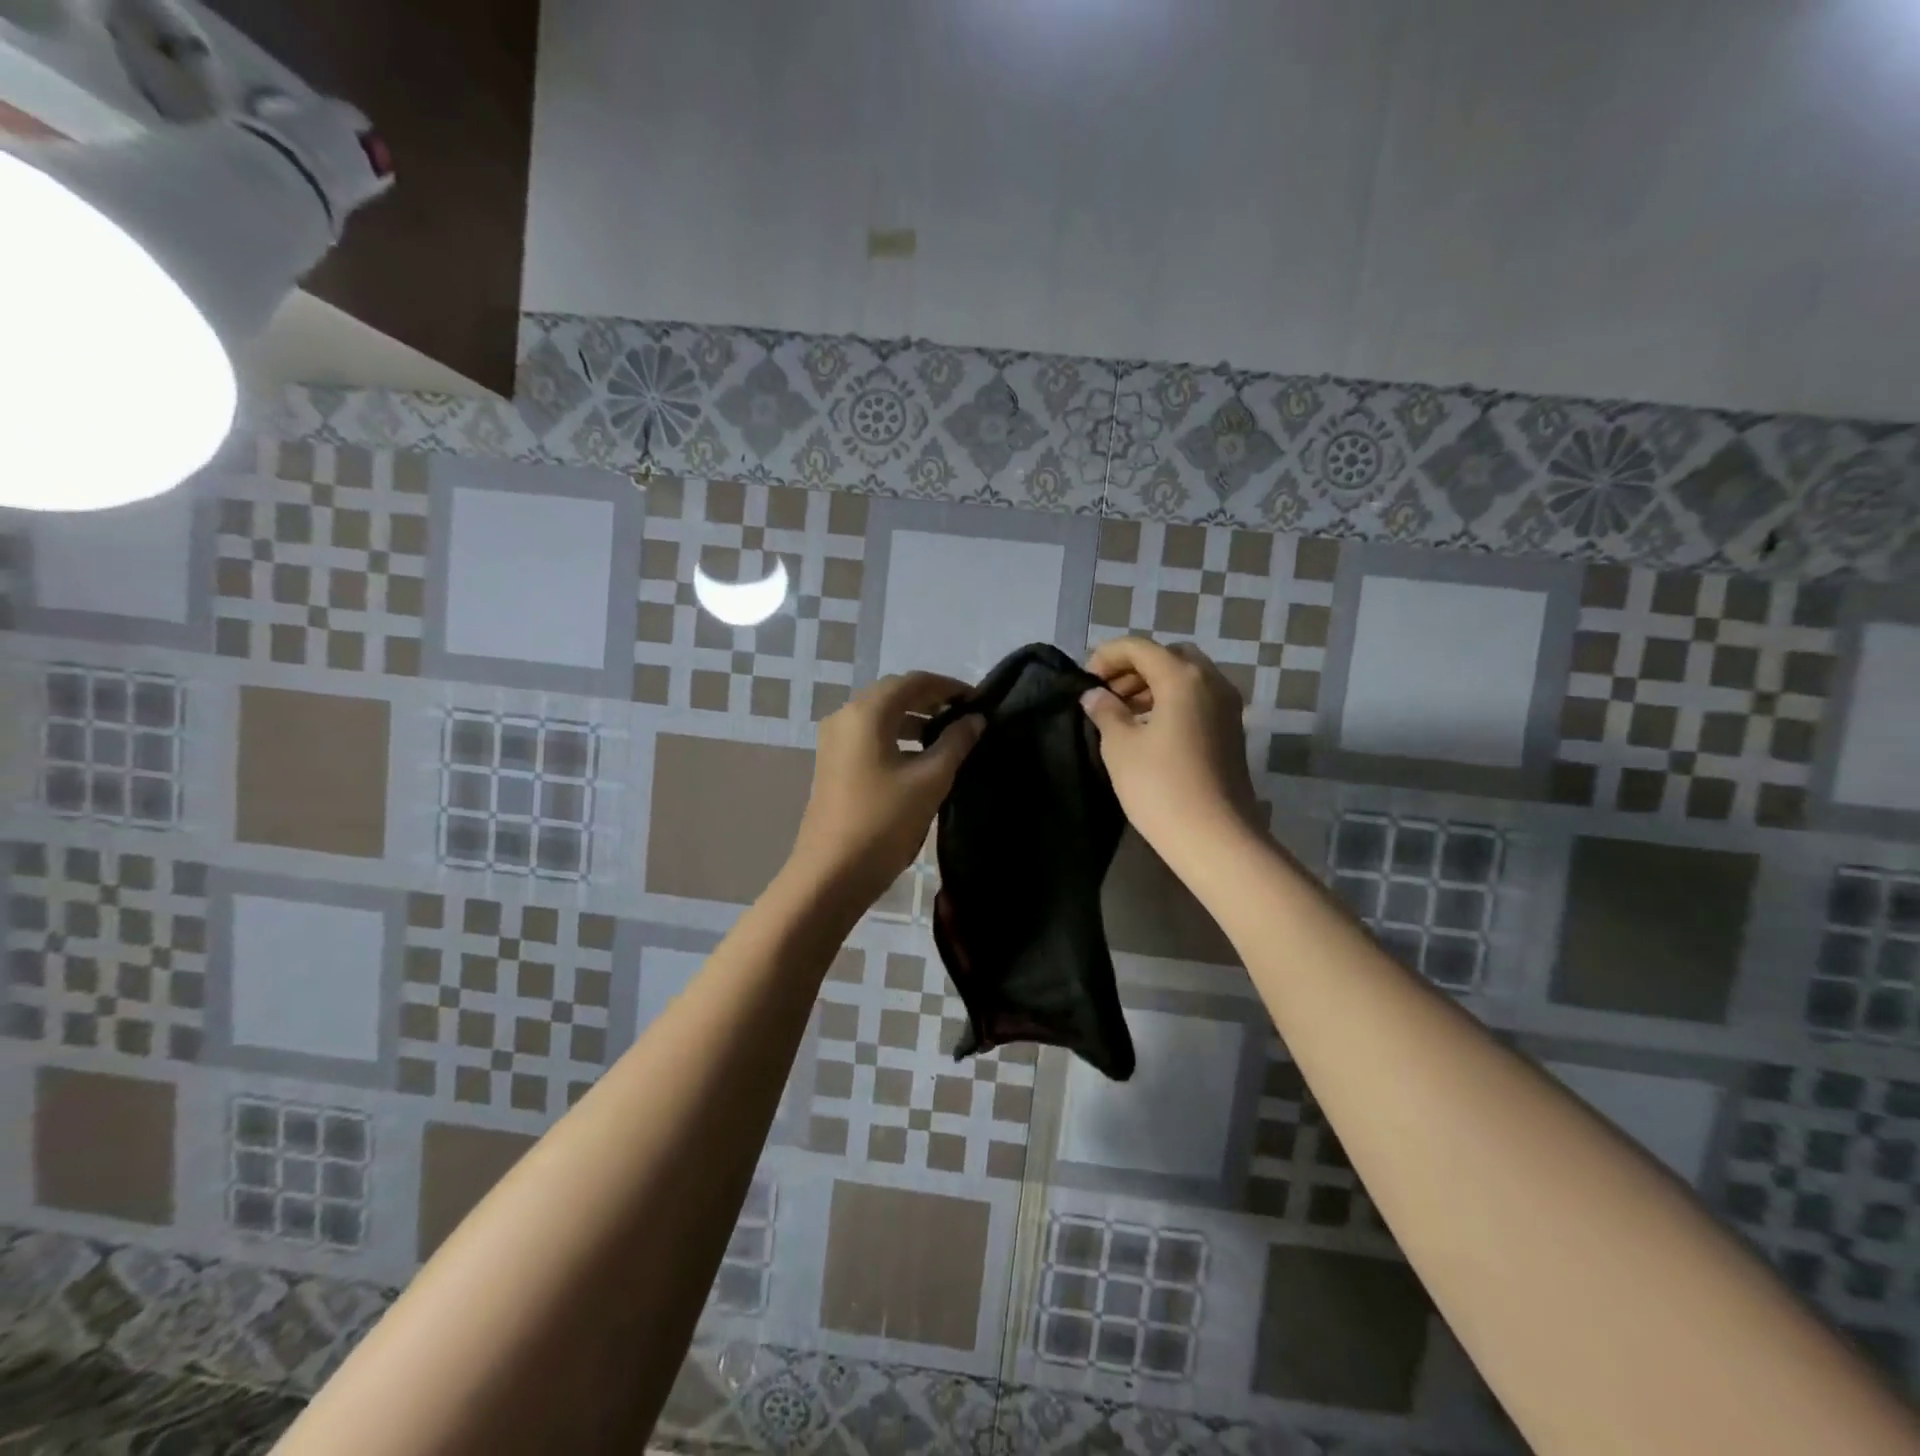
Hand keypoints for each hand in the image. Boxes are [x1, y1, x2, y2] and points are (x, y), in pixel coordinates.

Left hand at [790, 671, 983, 904]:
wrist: (831, 873)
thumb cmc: (884, 822)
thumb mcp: (929, 780)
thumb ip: (956, 743)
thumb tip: (975, 719)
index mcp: (867, 713)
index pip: (914, 682)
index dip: (948, 686)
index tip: (979, 700)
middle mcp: (845, 717)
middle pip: (894, 694)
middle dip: (931, 700)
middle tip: (966, 715)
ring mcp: (835, 741)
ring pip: (881, 715)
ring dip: (914, 719)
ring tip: (948, 735)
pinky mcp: (833, 763)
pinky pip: (870, 735)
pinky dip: (897, 736)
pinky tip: (920, 757)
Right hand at [1080, 637, 1259, 859]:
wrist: (1214, 837)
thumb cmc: (1160, 787)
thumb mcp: (1120, 746)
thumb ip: (1105, 711)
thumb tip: (1095, 695)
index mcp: (1183, 677)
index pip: (1139, 647)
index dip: (1106, 656)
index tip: (1084, 681)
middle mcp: (1211, 681)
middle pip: (1168, 656)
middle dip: (1133, 667)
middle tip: (1106, 693)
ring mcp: (1227, 706)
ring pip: (1186, 677)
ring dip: (1152, 684)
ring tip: (1122, 711)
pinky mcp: (1231, 730)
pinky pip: (1197, 698)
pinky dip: (1171, 701)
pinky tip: (1148, 728)